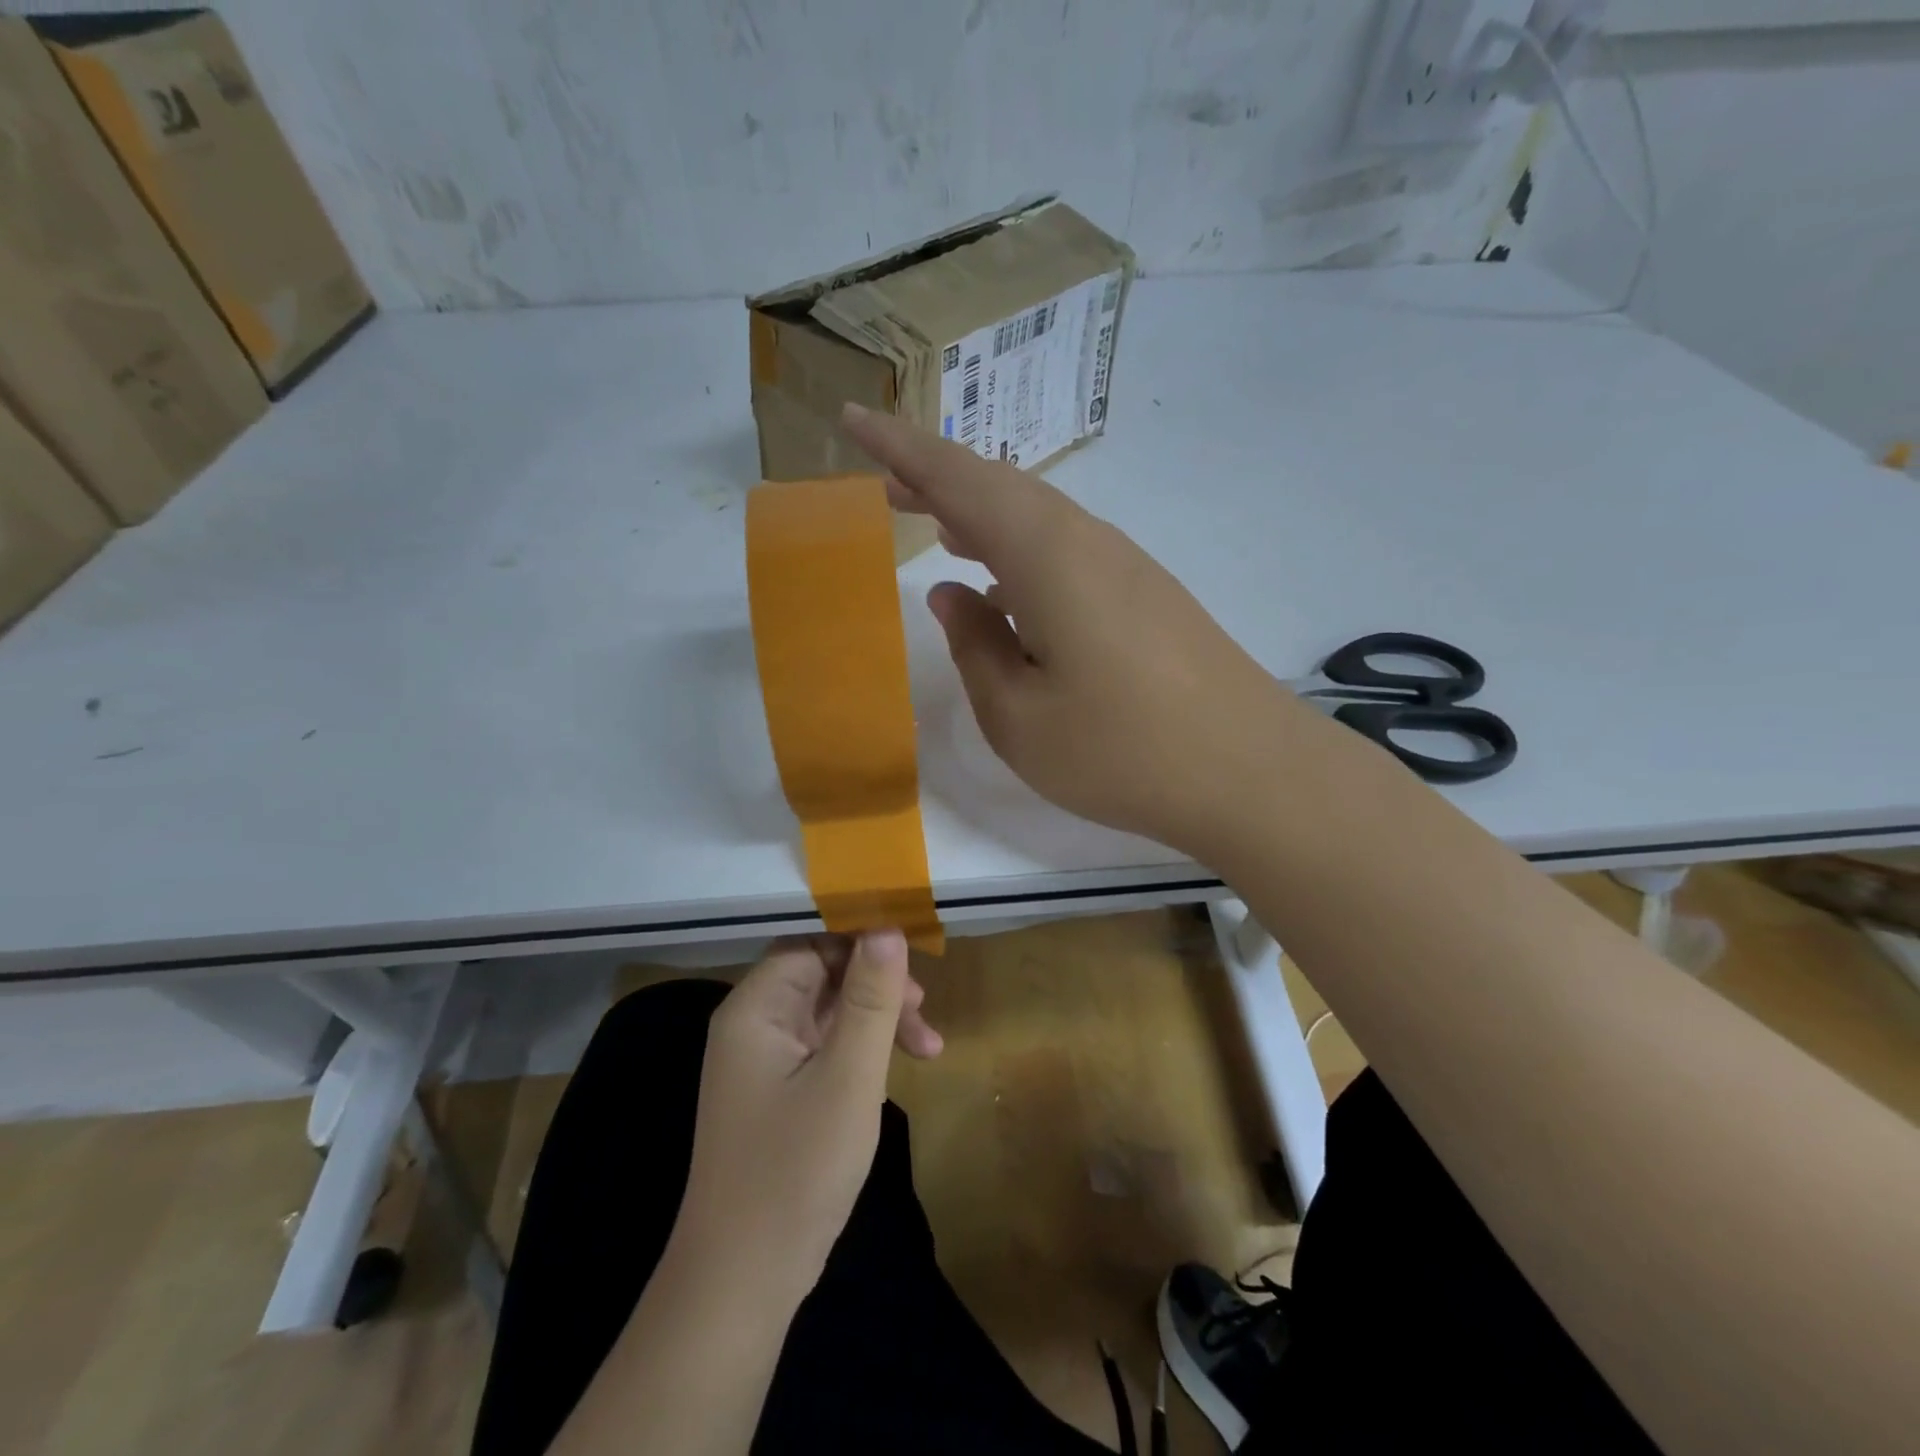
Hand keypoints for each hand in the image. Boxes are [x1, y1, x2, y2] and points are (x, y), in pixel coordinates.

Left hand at [674, 931, 940, 1302]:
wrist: (741, 1283)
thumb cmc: (795, 1171)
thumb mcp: (848, 1077)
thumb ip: (871, 999)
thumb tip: (887, 928)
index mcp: (756, 1008)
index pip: (811, 943)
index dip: (861, 940)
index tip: (914, 954)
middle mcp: (753, 1024)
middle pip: (822, 974)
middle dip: (877, 985)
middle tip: (924, 1011)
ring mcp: (763, 1061)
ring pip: (828, 1011)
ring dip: (877, 1020)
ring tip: (928, 1047)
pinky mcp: (776, 1093)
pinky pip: (824, 1047)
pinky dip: (862, 1050)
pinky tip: (895, 1070)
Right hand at [842, 403, 1302, 856]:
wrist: (1251, 772)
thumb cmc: (1122, 752)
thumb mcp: (1019, 717)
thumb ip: (975, 647)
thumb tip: (951, 594)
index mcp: (1046, 557)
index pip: (959, 481)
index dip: (900, 448)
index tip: (851, 420)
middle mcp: (1087, 542)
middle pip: (999, 490)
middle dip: (936, 479)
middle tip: (885, 484)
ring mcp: (1124, 566)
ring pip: (1035, 518)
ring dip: (980, 514)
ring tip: (933, 523)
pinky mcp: (1146, 594)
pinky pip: (1065, 550)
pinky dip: (1018, 549)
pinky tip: (1004, 584)